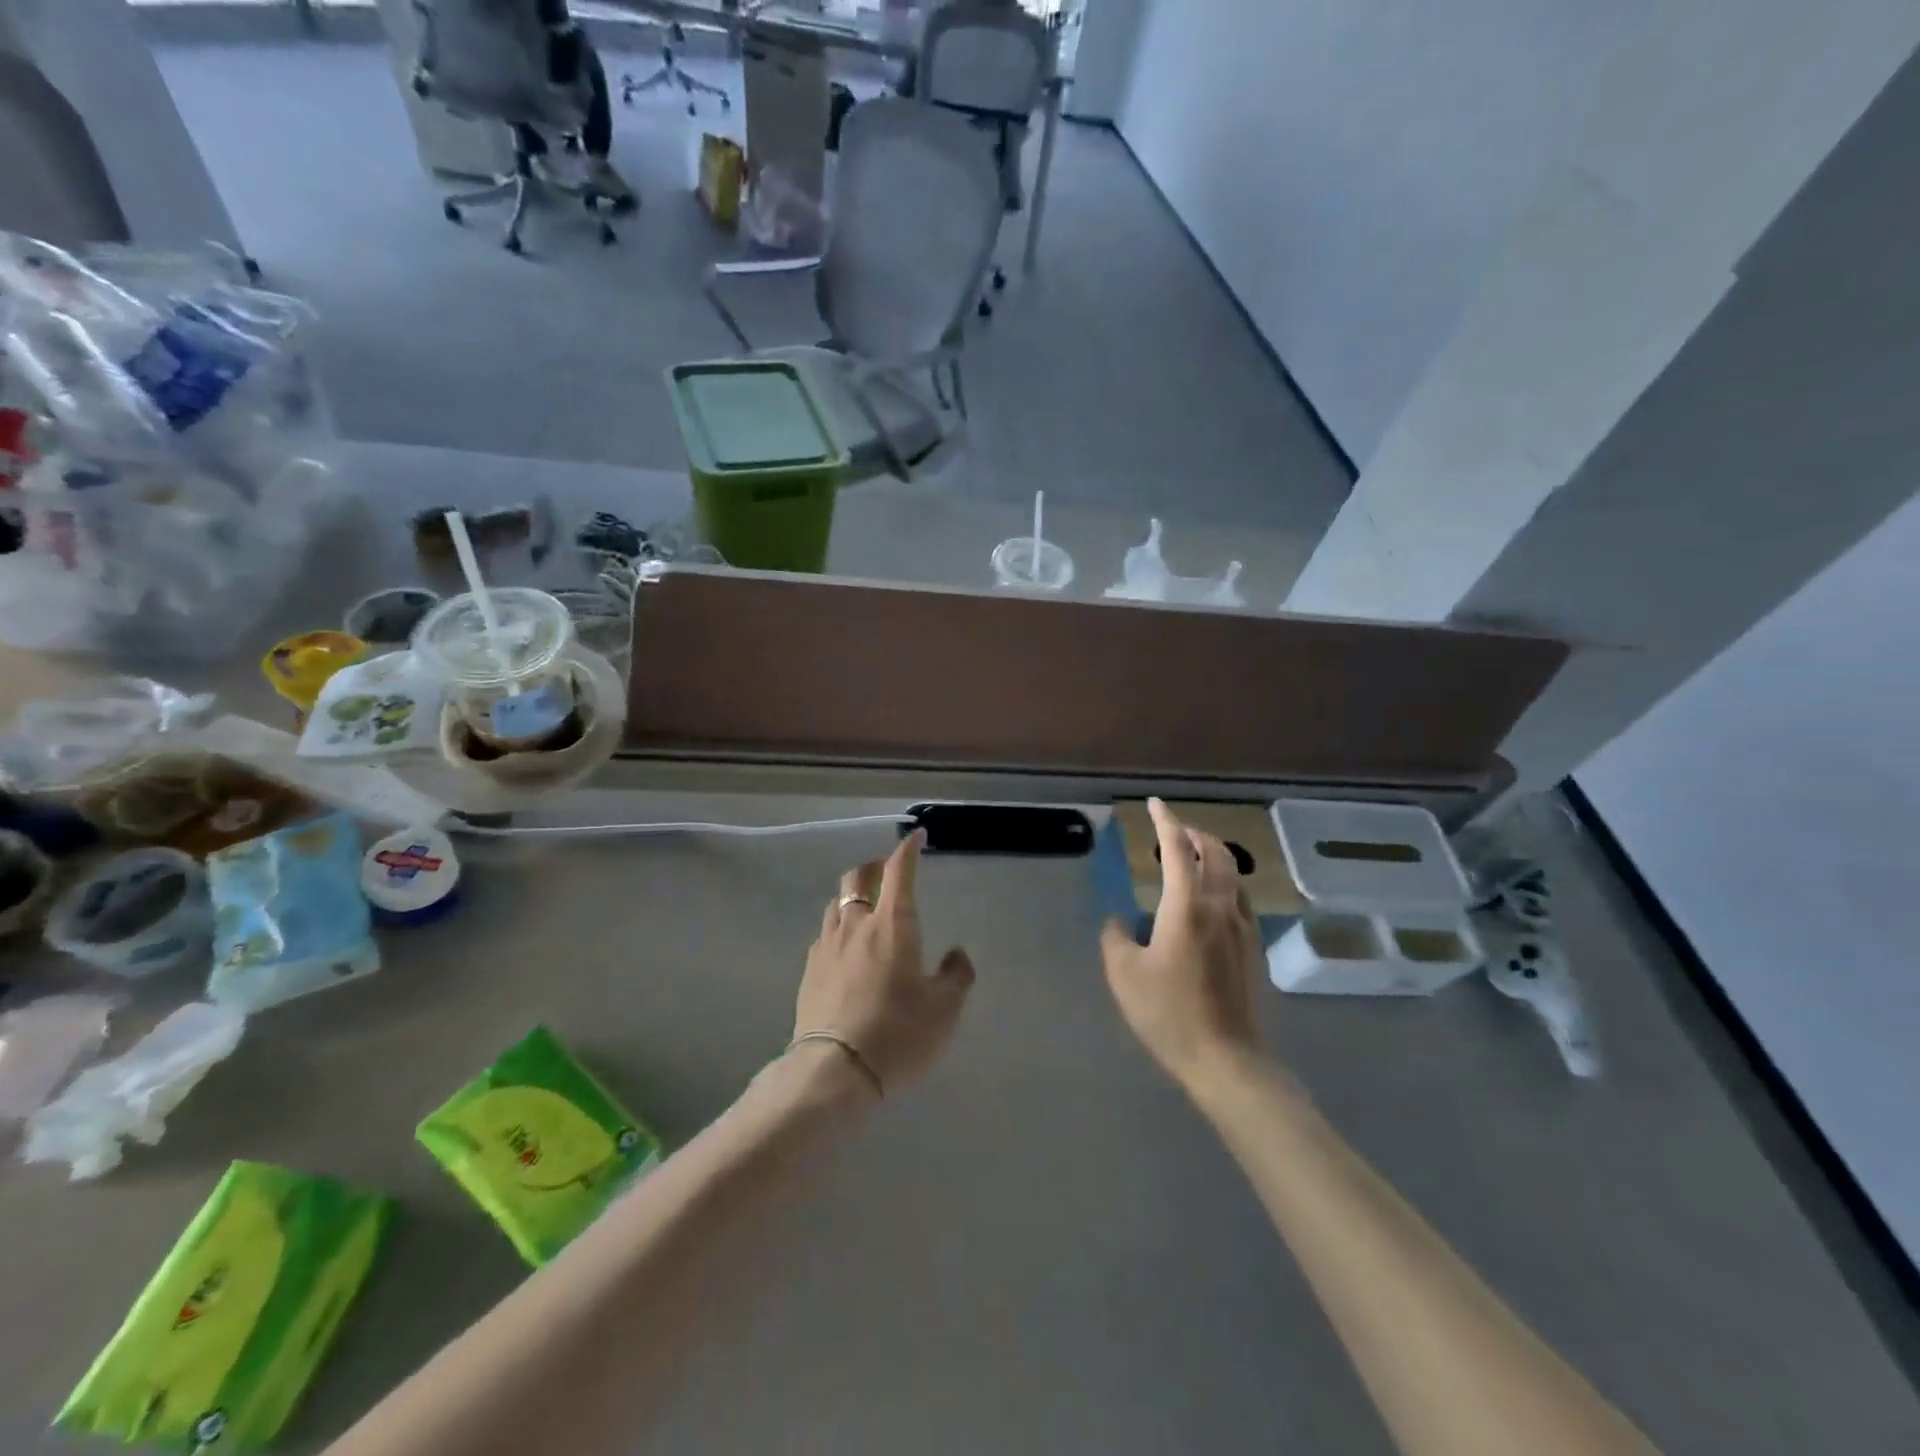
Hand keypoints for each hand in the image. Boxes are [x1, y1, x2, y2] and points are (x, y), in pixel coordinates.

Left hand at [794, 830, 975, 1096]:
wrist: (836, 1071)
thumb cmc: (899, 1033)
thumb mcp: (945, 1009)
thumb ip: (956, 975)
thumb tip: (956, 954)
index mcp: (893, 925)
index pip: (899, 872)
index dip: (907, 850)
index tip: (915, 837)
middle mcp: (856, 925)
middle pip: (856, 878)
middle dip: (873, 867)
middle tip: (886, 872)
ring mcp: (827, 946)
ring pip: (836, 903)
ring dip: (852, 896)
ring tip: (865, 909)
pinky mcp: (809, 971)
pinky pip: (825, 934)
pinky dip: (839, 928)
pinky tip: (846, 949)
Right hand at [1100, 799, 1266, 1092]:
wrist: (1226, 1059)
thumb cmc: (1168, 1013)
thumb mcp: (1124, 974)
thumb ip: (1116, 937)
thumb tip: (1120, 920)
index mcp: (1187, 905)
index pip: (1177, 848)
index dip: (1165, 821)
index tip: (1155, 804)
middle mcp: (1220, 906)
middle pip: (1216, 853)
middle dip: (1195, 835)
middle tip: (1175, 832)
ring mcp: (1243, 927)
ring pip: (1234, 875)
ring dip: (1213, 857)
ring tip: (1192, 861)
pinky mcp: (1253, 949)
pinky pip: (1240, 898)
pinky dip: (1224, 883)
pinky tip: (1211, 902)